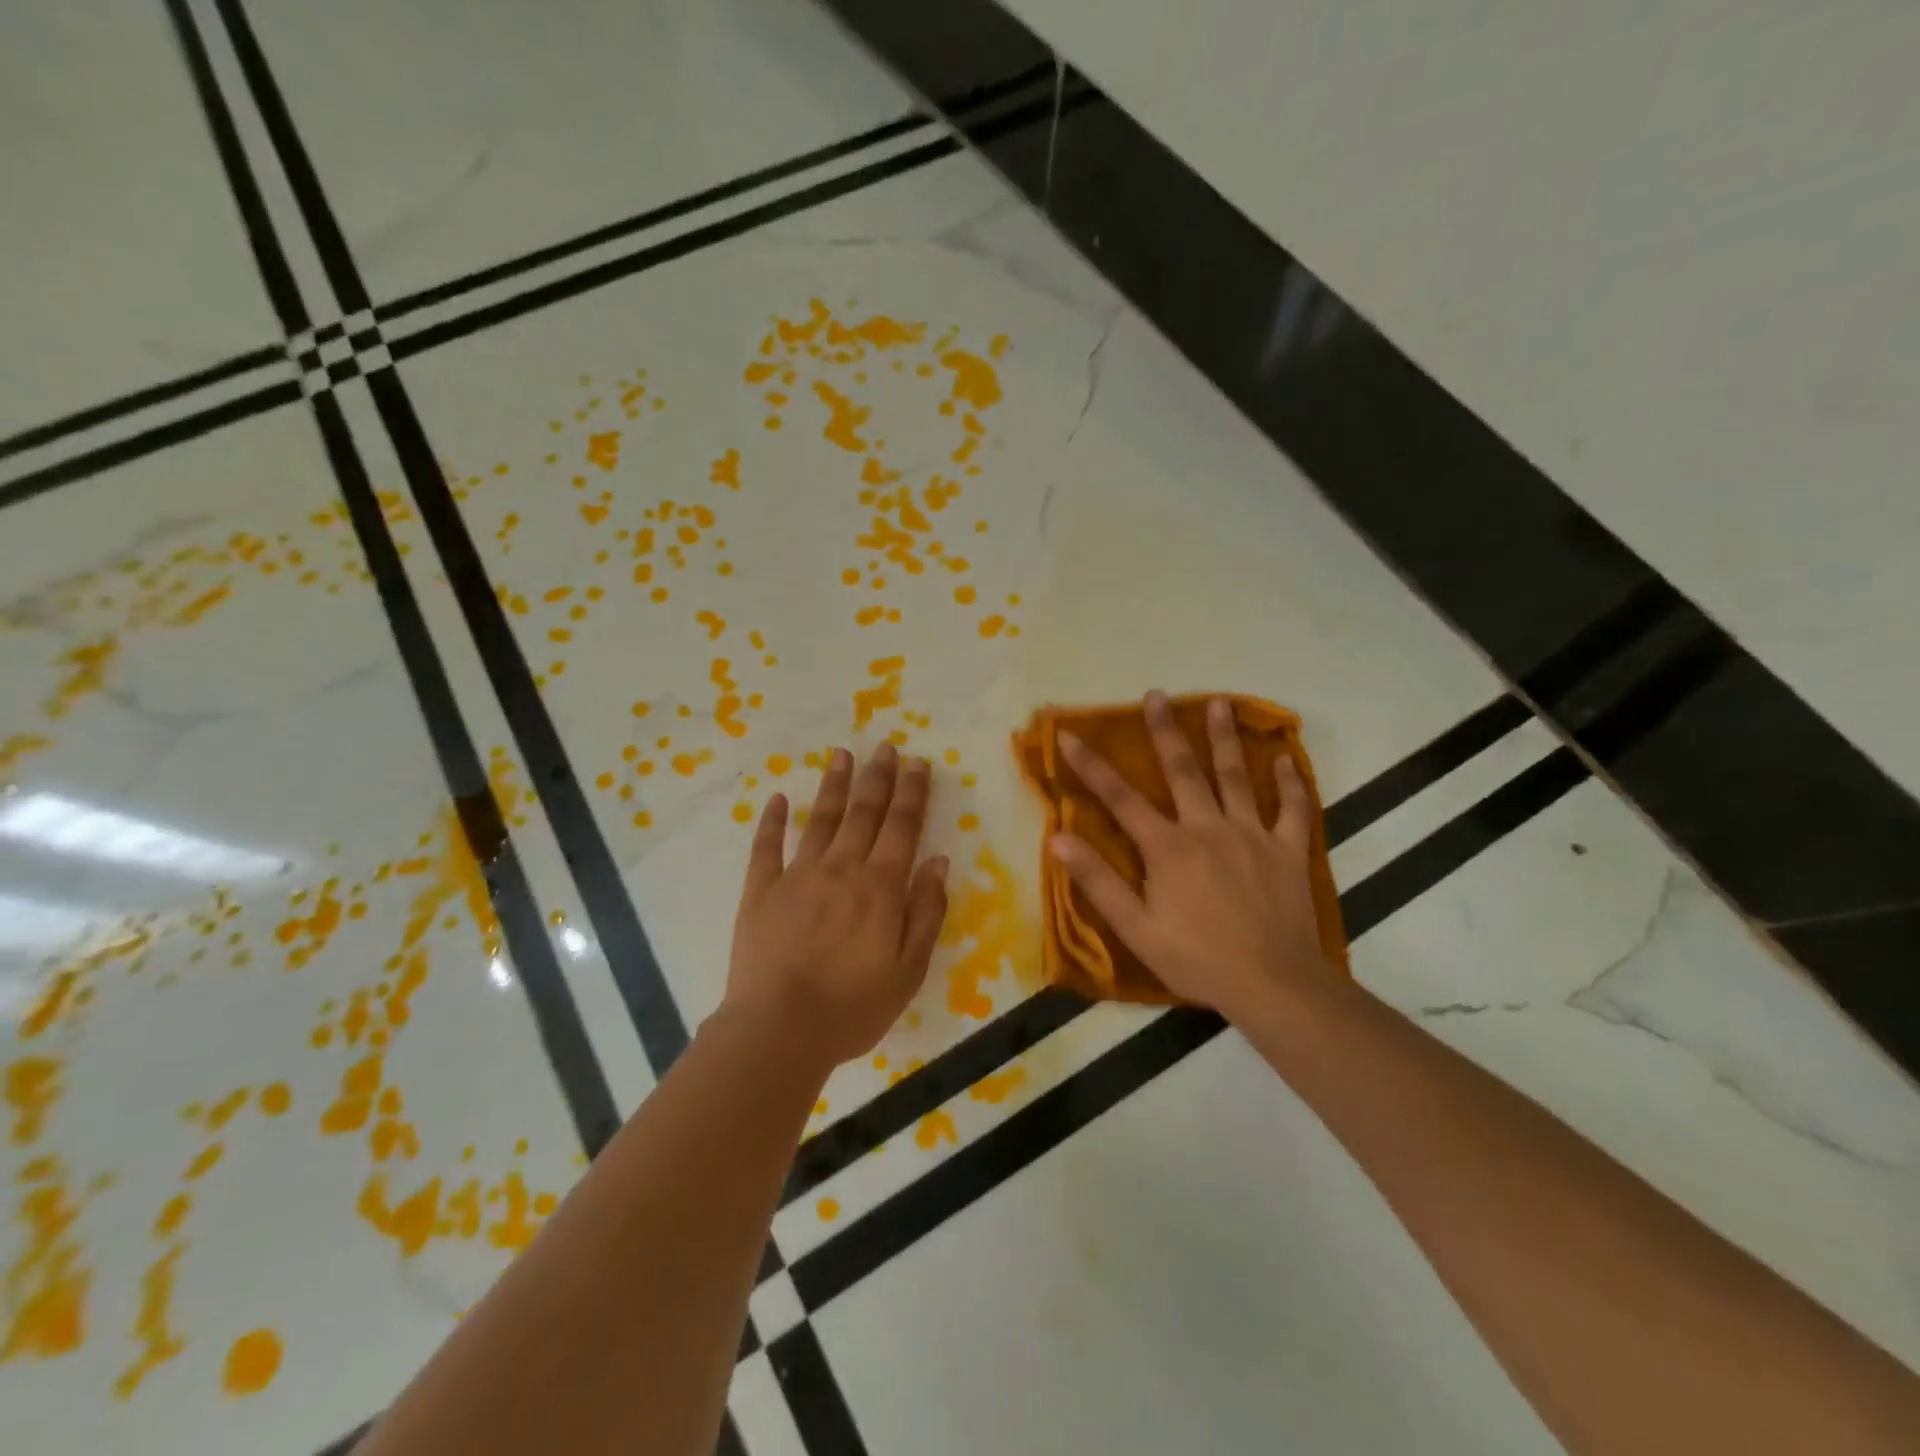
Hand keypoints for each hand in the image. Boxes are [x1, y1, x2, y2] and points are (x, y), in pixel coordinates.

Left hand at [723, 743, 949, 1068]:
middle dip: (878, 777)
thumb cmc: (853, 1007)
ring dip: (834, 785)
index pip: (902, 827)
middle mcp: (841, 869)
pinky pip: (766, 848)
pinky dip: (772, 821)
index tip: (917, 763)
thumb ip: (926, 912)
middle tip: (885, 747)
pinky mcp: (760, 891)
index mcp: (880, 887)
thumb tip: (939, 862)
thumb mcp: (909, 970)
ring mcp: (797, 876)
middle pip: (864, 813)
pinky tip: (779, 799)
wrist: (779, 1030)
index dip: (912, 793)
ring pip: (821, 820)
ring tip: (842, 755)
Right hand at [1050, 692, 1337, 1024]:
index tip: (1069, 734)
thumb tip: (1058, 838)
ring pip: (1236, 776)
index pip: (1120, 798)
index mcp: (1168, 848)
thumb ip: (1097, 881)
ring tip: (1219, 703)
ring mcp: (1252, 835)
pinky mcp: (1288, 850)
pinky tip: (1287, 758)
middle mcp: (1208, 828)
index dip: (1091, 765)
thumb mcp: (1136, 928)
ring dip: (1225, 738)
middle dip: (1165, 731)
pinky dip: (1291, 782)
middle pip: (1183, 771)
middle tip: (1156, 695)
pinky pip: (1293, 809)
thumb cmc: (1197, 960)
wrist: (1274, 985)